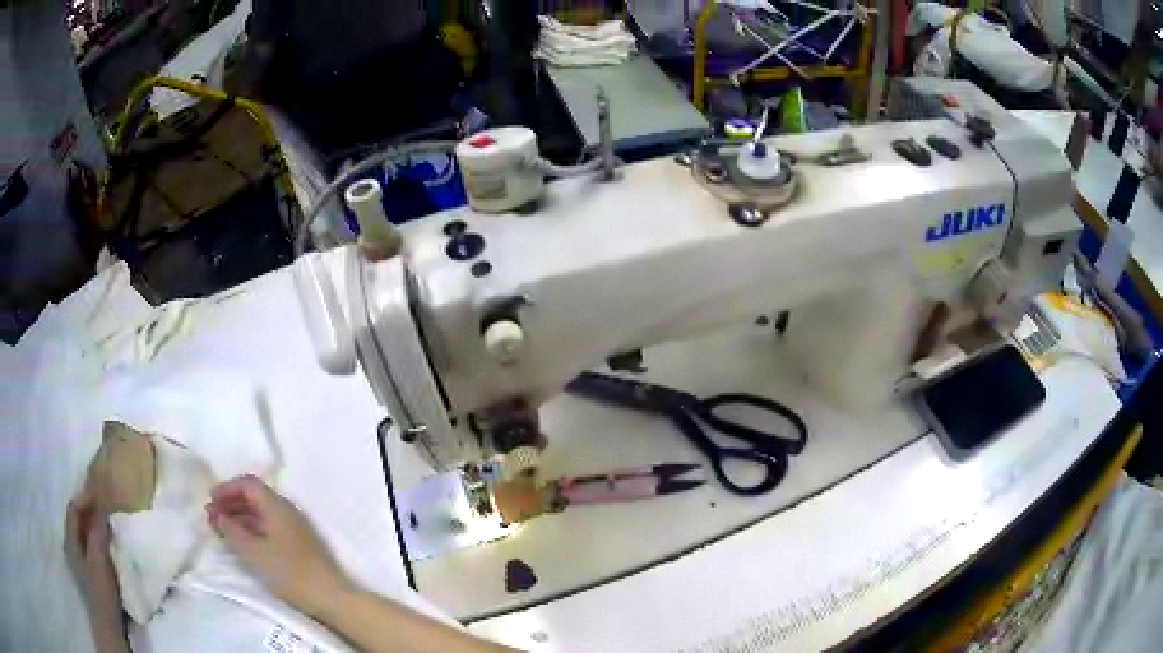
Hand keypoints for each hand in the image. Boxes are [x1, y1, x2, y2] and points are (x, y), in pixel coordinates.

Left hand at [64, 492, 129, 652]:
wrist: (109, 623)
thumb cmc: (101, 589)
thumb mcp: (99, 558)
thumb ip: (98, 530)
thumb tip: (103, 502)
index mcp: (70, 538)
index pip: (74, 508)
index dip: (86, 498)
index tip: (102, 495)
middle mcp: (71, 544)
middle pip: (78, 519)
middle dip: (91, 511)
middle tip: (107, 507)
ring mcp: (80, 559)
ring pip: (85, 533)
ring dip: (95, 525)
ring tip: (110, 525)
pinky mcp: (90, 572)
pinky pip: (91, 546)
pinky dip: (99, 540)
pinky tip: (109, 546)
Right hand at [205, 475, 350, 616]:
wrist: (330, 598)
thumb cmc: (289, 573)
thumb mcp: (253, 552)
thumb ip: (231, 530)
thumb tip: (217, 514)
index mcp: (278, 505)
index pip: (248, 484)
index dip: (227, 488)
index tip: (210, 500)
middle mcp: (288, 510)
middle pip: (255, 496)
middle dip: (231, 502)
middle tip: (212, 516)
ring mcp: (295, 527)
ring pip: (262, 512)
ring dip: (240, 516)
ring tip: (222, 529)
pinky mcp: (299, 544)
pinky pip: (270, 526)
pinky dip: (252, 528)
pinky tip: (243, 542)